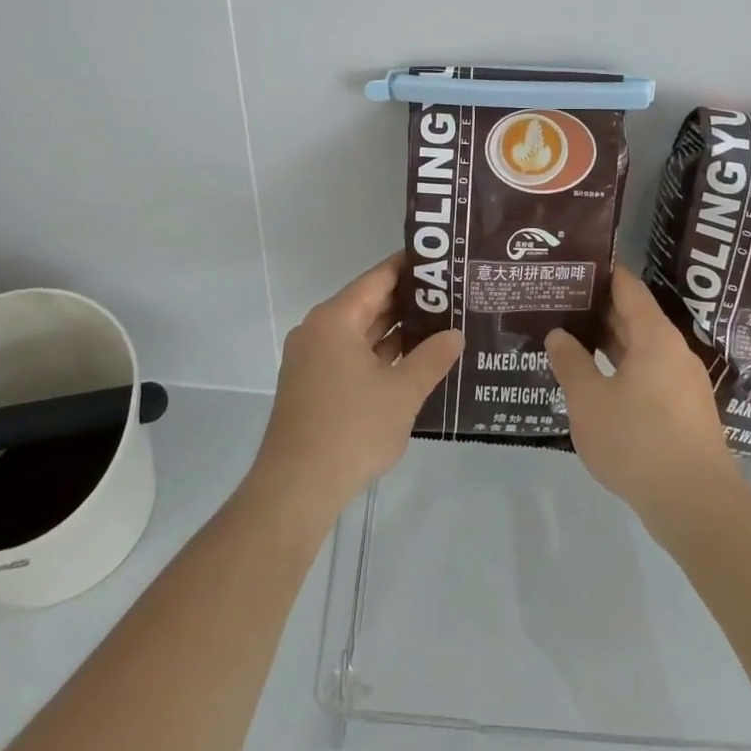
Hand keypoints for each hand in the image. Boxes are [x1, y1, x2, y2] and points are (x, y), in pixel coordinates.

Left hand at [249, 255, 462, 522]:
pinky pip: (352, 356)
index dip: (411, 267)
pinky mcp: (314, 385)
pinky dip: (380, 355)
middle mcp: (319, 330)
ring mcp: (313, 359)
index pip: (378, 278)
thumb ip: (432, 358)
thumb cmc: (351, 429)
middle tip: (453, 295)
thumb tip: (454, 335)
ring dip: (396, 331)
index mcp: (335, 319)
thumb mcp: (402, 392)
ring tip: (441, 325)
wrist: (296, 488)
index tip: (443, 262)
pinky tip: (413, 361)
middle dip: (409, 301)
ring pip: (361, 332)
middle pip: (369, 303)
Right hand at [545, 268, 741, 523]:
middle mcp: (673, 351)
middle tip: (559, 301)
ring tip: (569, 337)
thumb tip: (559, 335)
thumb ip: (571, 363)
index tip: (572, 265)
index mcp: (654, 337)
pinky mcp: (683, 411)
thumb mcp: (589, 401)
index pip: (627, 287)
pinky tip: (594, 380)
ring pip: (639, 348)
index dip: (600, 272)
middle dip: (597, 308)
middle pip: (634, 316)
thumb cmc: (638, 442)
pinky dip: (620, 367)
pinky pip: (647, 374)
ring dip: (607, 342)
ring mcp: (682, 382)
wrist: (696, 506)